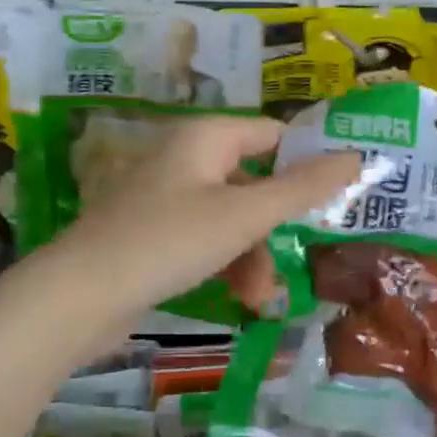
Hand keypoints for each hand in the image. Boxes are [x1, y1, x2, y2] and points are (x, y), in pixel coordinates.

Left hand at [46, 116, 359, 322]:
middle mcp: (185, 159)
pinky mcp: (154, 235)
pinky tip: (238, 301)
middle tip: (301, 259)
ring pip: (231, 219)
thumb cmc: (168, 242)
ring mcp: (166, 198)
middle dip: (276, 227)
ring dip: (253, 257)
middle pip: (254, 183)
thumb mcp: (243, 216)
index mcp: (205, 138)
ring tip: (259, 299)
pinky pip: (205, 241)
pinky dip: (225, 266)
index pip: (272, 135)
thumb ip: (301, 188)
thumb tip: (357, 156)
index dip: (307, 161)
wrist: (80, 296)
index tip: (341, 195)